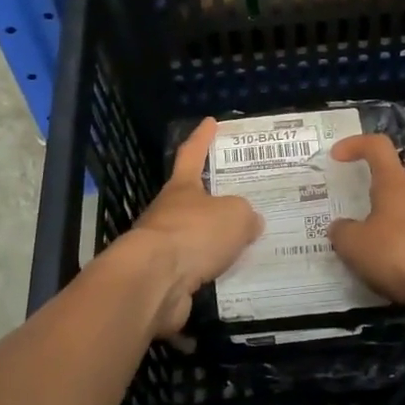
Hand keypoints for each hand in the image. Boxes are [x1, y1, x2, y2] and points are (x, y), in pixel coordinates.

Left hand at [123, 117, 263, 334]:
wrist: (153, 282)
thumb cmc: (193, 233)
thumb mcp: (235, 215)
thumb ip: (246, 215)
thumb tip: (251, 222)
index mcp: (182, 188)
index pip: (192, 154)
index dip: (202, 138)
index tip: (210, 122)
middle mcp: (168, 212)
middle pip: (192, 199)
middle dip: (214, 199)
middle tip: (243, 200)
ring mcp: (162, 246)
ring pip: (194, 237)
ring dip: (214, 241)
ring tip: (245, 245)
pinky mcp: (164, 278)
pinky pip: (195, 269)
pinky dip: (211, 272)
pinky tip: (232, 277)